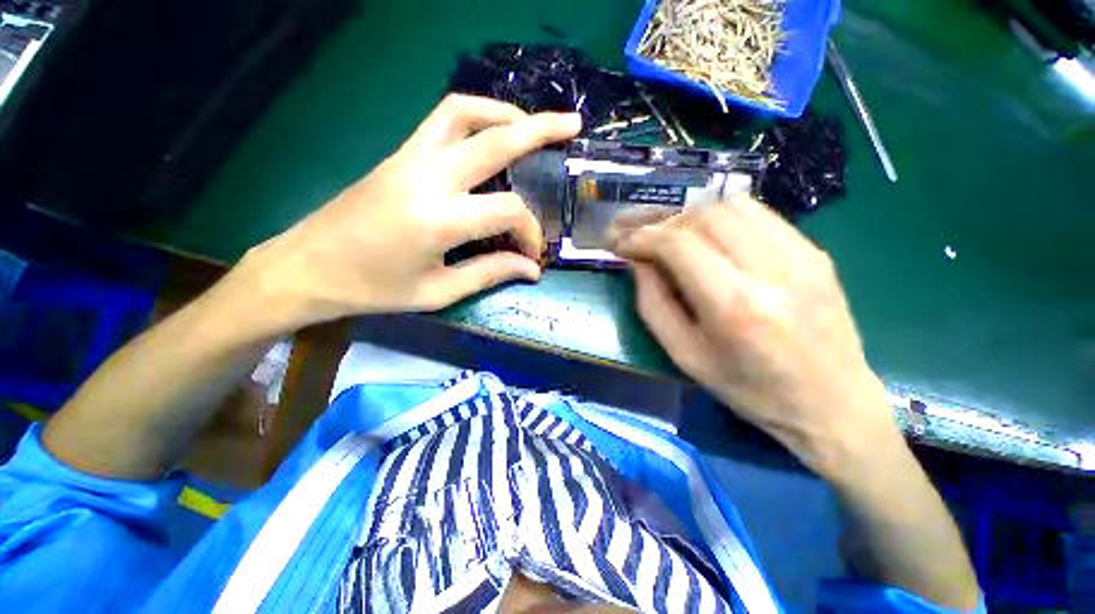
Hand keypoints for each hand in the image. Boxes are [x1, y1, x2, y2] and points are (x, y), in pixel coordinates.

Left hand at [240, 95, 581, 328]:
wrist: (307, 267)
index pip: (508, 210)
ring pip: (464, 111)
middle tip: (573, 124)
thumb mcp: (438, 292)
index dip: (529, 231)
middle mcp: (429, 177)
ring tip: (531, 125)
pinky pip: (442, 120)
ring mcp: (410, 157)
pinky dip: (475, 117)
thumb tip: (531, 269)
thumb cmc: (374, 289)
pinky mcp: (399, 154)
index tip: (531, 254)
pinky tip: (490, 134)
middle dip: (540, 129)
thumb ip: (490, 274)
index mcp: (440, 220)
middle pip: (496, 138)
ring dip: (504, 112)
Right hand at [613, 196, 898, 476]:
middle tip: (640, 234)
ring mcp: (801, 255)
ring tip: (670, 233)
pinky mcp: (815, 252)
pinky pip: (760, 214)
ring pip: (732, 204)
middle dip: (661, 220)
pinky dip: (722, 216)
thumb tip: (636, 261)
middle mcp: (771, 270)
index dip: (641, 235)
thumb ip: (653, 304)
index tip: (620, 241)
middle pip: (703, 215)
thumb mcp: (685, 356)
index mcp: (734, 306)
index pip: (678, 244)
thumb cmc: (749, 390)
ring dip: (690, 214)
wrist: (832, 404)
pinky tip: (708, 235)